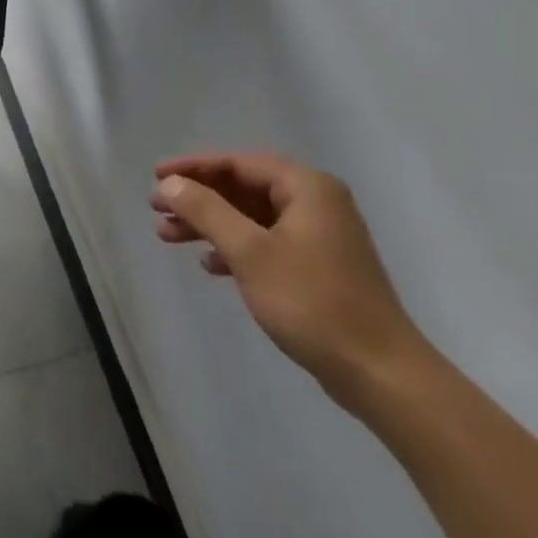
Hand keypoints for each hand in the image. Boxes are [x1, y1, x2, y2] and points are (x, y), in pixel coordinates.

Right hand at [151, 151, 426, 408]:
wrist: (381, 374)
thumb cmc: (312, 302)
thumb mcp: (249, 252)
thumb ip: (206, 211)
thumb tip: (170, 182)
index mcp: (306, 188)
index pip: (237, 163)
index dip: (192, 167)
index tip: (155, 177)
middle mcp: (316, 203)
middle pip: (242, 188)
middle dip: (197, 198)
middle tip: (156, 208)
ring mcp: (319, 236)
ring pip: (250, 217)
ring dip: (209, 224)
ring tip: (167, 236)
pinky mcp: (318, 266)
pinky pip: (265, 242)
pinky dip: (234, 247)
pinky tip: (209, 264)